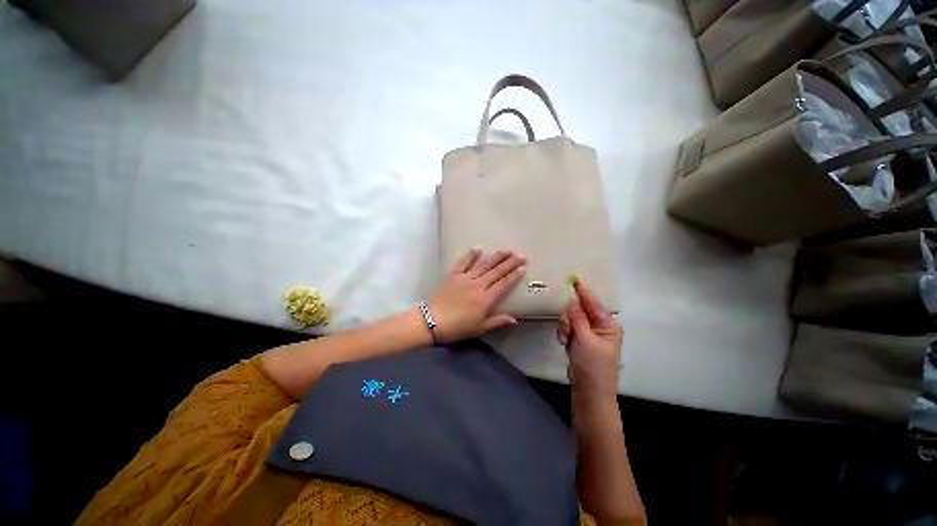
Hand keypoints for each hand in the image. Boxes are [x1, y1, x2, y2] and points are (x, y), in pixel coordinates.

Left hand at [428, 248, 525, 343]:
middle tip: (520, 254)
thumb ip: (497, 322)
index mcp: (485, 299)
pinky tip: (478, 247)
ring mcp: (465, 278)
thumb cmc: (456, 328)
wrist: (430, 321)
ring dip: (495, 257)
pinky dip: (470, 255)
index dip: (514, 276)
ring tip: (506, 250)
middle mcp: (477, 285)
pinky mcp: (453, 275)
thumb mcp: (479, 329)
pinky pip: (463, 263)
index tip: (523, 267)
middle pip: (496, 272)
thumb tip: (514, 319)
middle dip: (509, 263)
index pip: (503, 284)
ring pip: (483, 265)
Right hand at [557, 279, 622, 397]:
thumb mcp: (585, 339)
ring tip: (565, 341)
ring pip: (570, 319)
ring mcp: (588, 334)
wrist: (589, 394)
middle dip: (569, 318)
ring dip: (565, 327)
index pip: (593, 302)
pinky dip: (564, 334)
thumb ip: (577, 318)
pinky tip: (564, 345)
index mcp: (608, 324)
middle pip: (578, 310)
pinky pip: (567, 328)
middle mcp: (599, 326)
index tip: (573, 277)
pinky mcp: (579, 341)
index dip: (582, 290)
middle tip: (567, 332)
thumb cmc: (593, 366)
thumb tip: (572, 300)